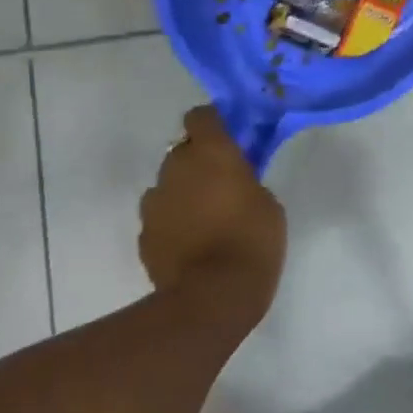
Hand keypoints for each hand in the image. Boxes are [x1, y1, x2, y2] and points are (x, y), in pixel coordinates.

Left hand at [140, 107, 286, 319]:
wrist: (213, 296)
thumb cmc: (253, 241)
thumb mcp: (268, 204)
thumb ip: (246, 181)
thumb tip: (232, 182)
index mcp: (211, 153)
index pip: (201, 116)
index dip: (213, 124)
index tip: (228, 137)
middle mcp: (176, 168)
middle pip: (182, 151)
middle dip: (198, 162)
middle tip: (221, 184)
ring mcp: (154, 201)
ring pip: (168, 185)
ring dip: (183, 192)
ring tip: (204, 219)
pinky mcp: (144, 233)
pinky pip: (160, 217)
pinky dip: (172, 222)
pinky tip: (190, 243)